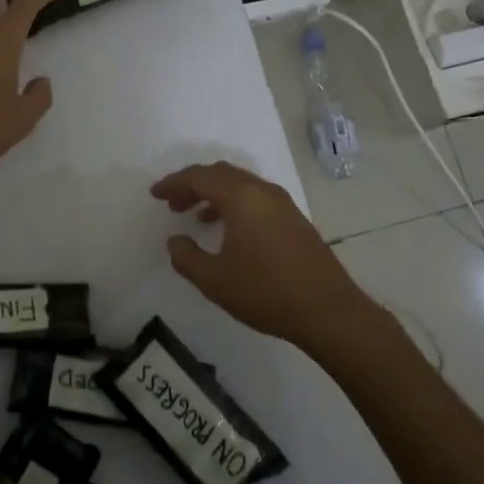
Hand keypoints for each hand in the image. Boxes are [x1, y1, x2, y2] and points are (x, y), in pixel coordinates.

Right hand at [151, 161, 375, 350]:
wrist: (328, 310)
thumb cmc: (266, 292)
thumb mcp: (215, 280)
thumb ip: (187, 257)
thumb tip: (175, 240)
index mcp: (240, 198)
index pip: (199, 177)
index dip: (173, 183)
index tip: (155, 194)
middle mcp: (261, 190)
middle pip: (220, 173)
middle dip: (193, 184)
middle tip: (173, 204)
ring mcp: (282, 202)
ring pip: (240, 183)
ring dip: (214, 193)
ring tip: (196, 215)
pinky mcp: (294, 217)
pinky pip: (255, 195)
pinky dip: (234, 202)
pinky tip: (229, 228)